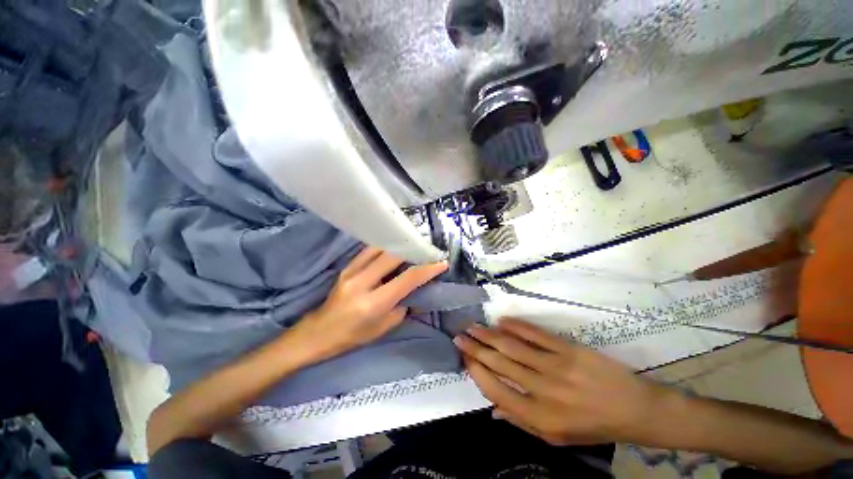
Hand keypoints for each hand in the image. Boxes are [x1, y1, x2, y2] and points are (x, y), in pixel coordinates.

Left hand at [293, 247, 447, 360]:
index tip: (441, 262)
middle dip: (413, 251)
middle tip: (427, 250)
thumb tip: (416, 290)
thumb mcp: (383, 327)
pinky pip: (369, 250)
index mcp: (373, 303)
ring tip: (412, 246)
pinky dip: (384, 247)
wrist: (318, 333)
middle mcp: (362, 282)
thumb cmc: (353, 336)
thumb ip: (402, 306)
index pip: (407, 279)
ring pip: (380, 247)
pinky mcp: (347, 266)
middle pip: (393, 256)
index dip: (427, 269)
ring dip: (399, 245)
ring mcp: (351, 271)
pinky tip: (393, 248)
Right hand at [454, 319, 670, 445]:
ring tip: (472, 327)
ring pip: (513, 346)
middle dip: (475, 349)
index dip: (478, 373)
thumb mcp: (557, 437)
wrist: (635, 409)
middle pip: (500, 364)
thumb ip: (522, 423)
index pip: (497, 391)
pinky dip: (515, 326)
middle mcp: (545, 391)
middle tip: (459, 337)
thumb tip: (491, 408)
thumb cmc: (592, 426)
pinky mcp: (568, 349)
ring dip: (489, 334)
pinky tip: (501, 321)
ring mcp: (557, 366)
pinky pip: (535, 334)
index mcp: (541, 418)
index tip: (465, 360)